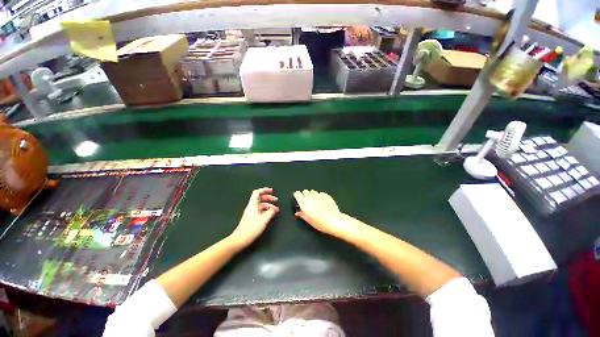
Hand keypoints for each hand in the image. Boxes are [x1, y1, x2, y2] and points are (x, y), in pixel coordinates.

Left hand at [229, 187, 278, 248]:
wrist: (240, 239)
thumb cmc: (250, 229)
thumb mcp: (263, 219)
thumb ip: (270, 212)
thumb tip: (275, 208)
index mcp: (253, 205)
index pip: (257, 192)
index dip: (265, 190)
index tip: (272, 191)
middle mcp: (251, 207)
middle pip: (260, 198)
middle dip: (269, 197)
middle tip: (276, 199)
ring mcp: (251, 212)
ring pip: (261, 205)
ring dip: (269, 205)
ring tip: (276, 209)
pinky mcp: (252, 218)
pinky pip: (260, 211)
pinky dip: (266, 210)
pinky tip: (271, 214)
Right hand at [294, 190, 354, 237]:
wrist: (334, 221)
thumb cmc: (321, 223)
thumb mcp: (309, 221)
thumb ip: (302, 215)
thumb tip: (298, 213)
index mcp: (305, 204)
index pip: (297, 194)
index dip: (297, 195)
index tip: (297, 197)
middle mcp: (311, 198)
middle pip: (305, 191)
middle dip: (305, 195)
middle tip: (307, 201)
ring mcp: (319, 196)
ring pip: (313, 191)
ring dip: (312, 195)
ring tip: (315, 202)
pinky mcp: (326, 195)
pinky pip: (321, 193)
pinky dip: (320, 196)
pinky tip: (322, 202)